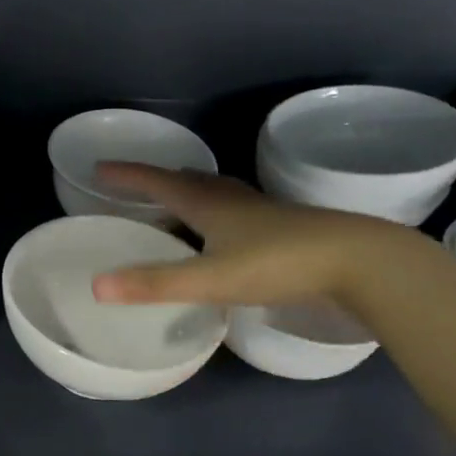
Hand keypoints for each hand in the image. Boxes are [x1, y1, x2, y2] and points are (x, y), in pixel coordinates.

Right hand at [89, 163, 405, 306]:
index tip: (100, 169)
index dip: (127, 176)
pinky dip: (218, 213)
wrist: (360, 262)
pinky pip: (238, 211)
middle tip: (136, 185)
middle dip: (158, 181)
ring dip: (191, 193)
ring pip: (216, 193)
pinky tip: (226, 232)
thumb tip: (95, 286)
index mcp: (208, 204)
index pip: (158, 182)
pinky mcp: (284, 228)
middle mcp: (232, 200)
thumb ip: (154, 284)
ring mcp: (262, 213)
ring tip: (177, 200)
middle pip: (188, 182)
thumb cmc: (278, 264)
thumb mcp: (209, 278)